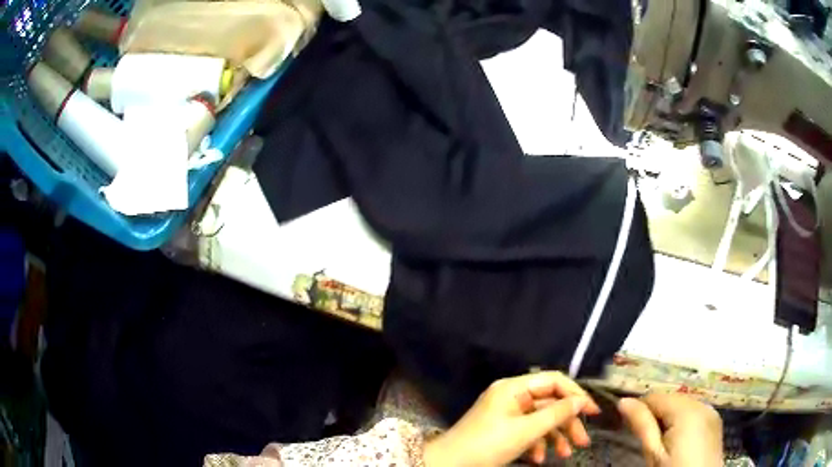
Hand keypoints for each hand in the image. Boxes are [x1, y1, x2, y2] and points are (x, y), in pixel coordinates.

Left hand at [423, 372, 600, 466]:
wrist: (449, 465)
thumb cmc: (487, 445)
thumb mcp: (525, 431)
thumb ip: (556, 414)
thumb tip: (581, 401)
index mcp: (514, 388)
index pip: (554, 381)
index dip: (576, 394)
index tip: (593, 412)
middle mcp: (512, 396)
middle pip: (549, 403)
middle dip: (567, 423)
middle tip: (583, 441)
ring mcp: (507, 413)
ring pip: (540, 420)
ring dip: (555, 437)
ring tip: (565, 454)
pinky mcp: (503, 429)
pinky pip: (527, 431)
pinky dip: (537, 444)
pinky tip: (538, 459)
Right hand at [618, 393, 722, 466]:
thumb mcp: (653, 454)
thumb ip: (642, 425)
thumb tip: (623, 401)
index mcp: (686, 410)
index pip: (656, 396)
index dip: (640, 410)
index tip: (630, 428)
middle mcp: (702, 403)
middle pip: (671, 399)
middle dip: (657, 415)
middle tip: (647, 441)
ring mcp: (711, 411)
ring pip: (683, 405)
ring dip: (670, 418)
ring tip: (663, 444)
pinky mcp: (715, 421)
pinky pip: (695, 413)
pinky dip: (683, 422)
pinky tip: (679, 442)